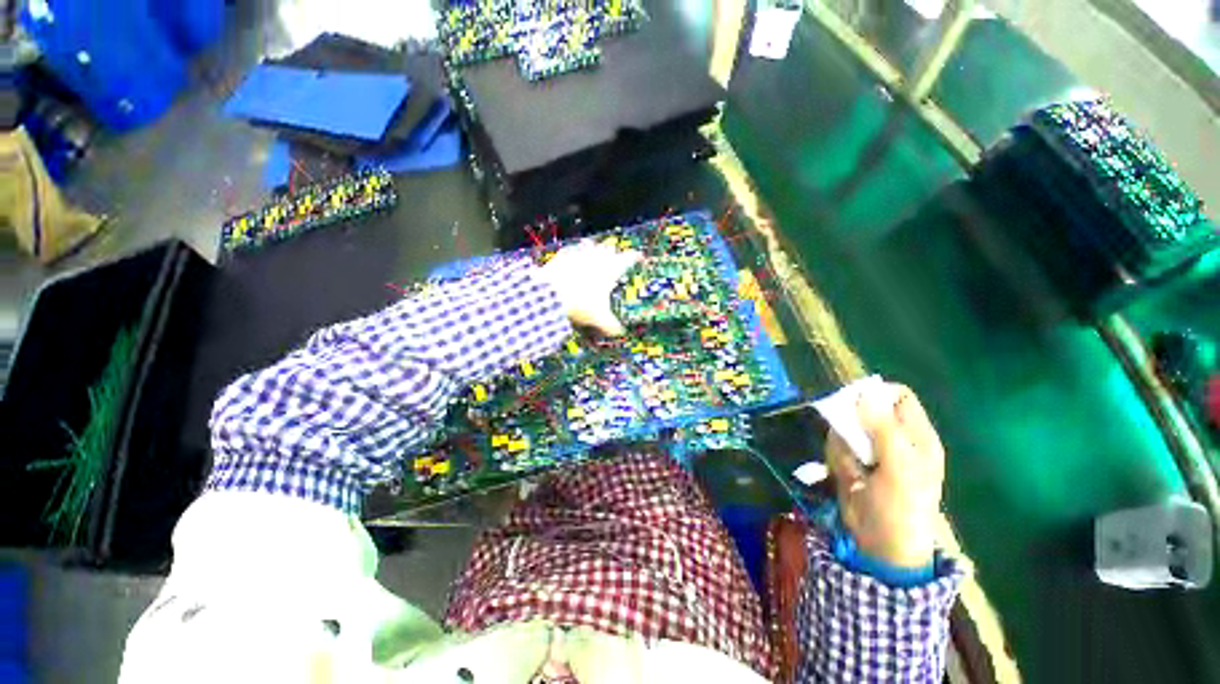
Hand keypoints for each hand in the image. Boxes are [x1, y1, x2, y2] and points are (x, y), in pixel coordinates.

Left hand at [535, 241, 641, 335]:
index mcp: (611, 269)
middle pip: (610, 249)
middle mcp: (598, 257)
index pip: (629, 258)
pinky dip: (575, 254)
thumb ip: (611, 325)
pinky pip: (572, 250)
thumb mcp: (599, 318)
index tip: (639, 256)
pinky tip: (573, 258)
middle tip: (614, 258)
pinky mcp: (563, 255)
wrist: (551, 294)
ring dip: (594, 250)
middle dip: (613, 253)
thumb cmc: (580, 304)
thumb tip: (619, 332)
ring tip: (594, 254)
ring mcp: (579, 253)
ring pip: (591, 245)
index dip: (636, 257)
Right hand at [826, 383, 944, 568]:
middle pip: (864, 408)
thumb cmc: (902, 508)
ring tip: (854, 468)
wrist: (880, 545)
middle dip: (852, 423)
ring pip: (845, 426)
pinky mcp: (851, 460)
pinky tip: (847, 476)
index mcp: (917, 436)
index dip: (876, 394)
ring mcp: (870, 449)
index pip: (897, 396)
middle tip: (852, 442)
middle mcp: (893, 437)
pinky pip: (835, 445)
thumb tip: (865, 393)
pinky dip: (835, 457)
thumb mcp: (899, 468)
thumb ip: (884, 429)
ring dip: (842, 444)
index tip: (854, 404)